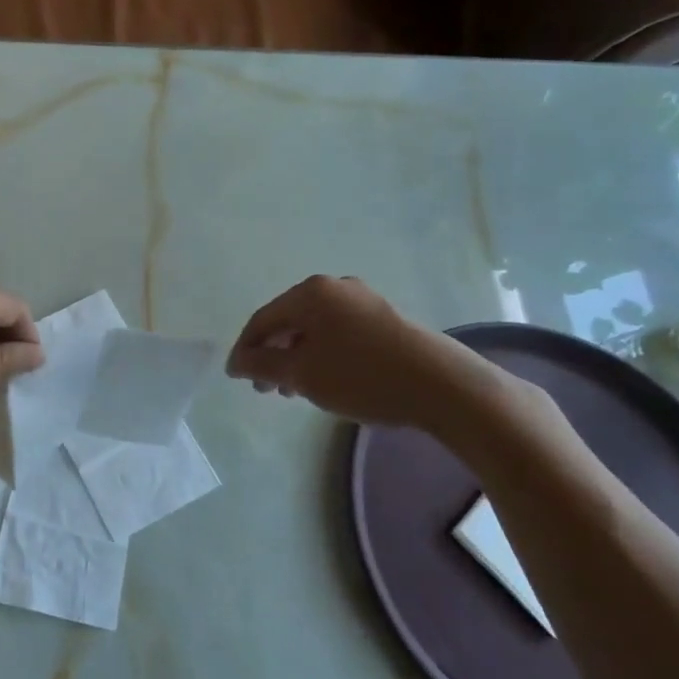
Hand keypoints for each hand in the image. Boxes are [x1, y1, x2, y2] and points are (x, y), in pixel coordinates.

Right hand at [226, 275, 510, 429]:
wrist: (443, 386)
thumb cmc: (361, 376)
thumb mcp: (301, 374)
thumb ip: (262, 366)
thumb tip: (237, 362)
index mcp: (309, 293)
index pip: (262, 319)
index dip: (244, 350)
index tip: (236, 378)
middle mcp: (334, 287)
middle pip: (288, 321)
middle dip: (271, 355)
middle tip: (265, 389)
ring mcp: (363, 301)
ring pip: (314, 329)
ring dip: (297, 357)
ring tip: (294, 390)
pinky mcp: (386, 319)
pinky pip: (338, 333)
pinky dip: (322, 354)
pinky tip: (326, 380)